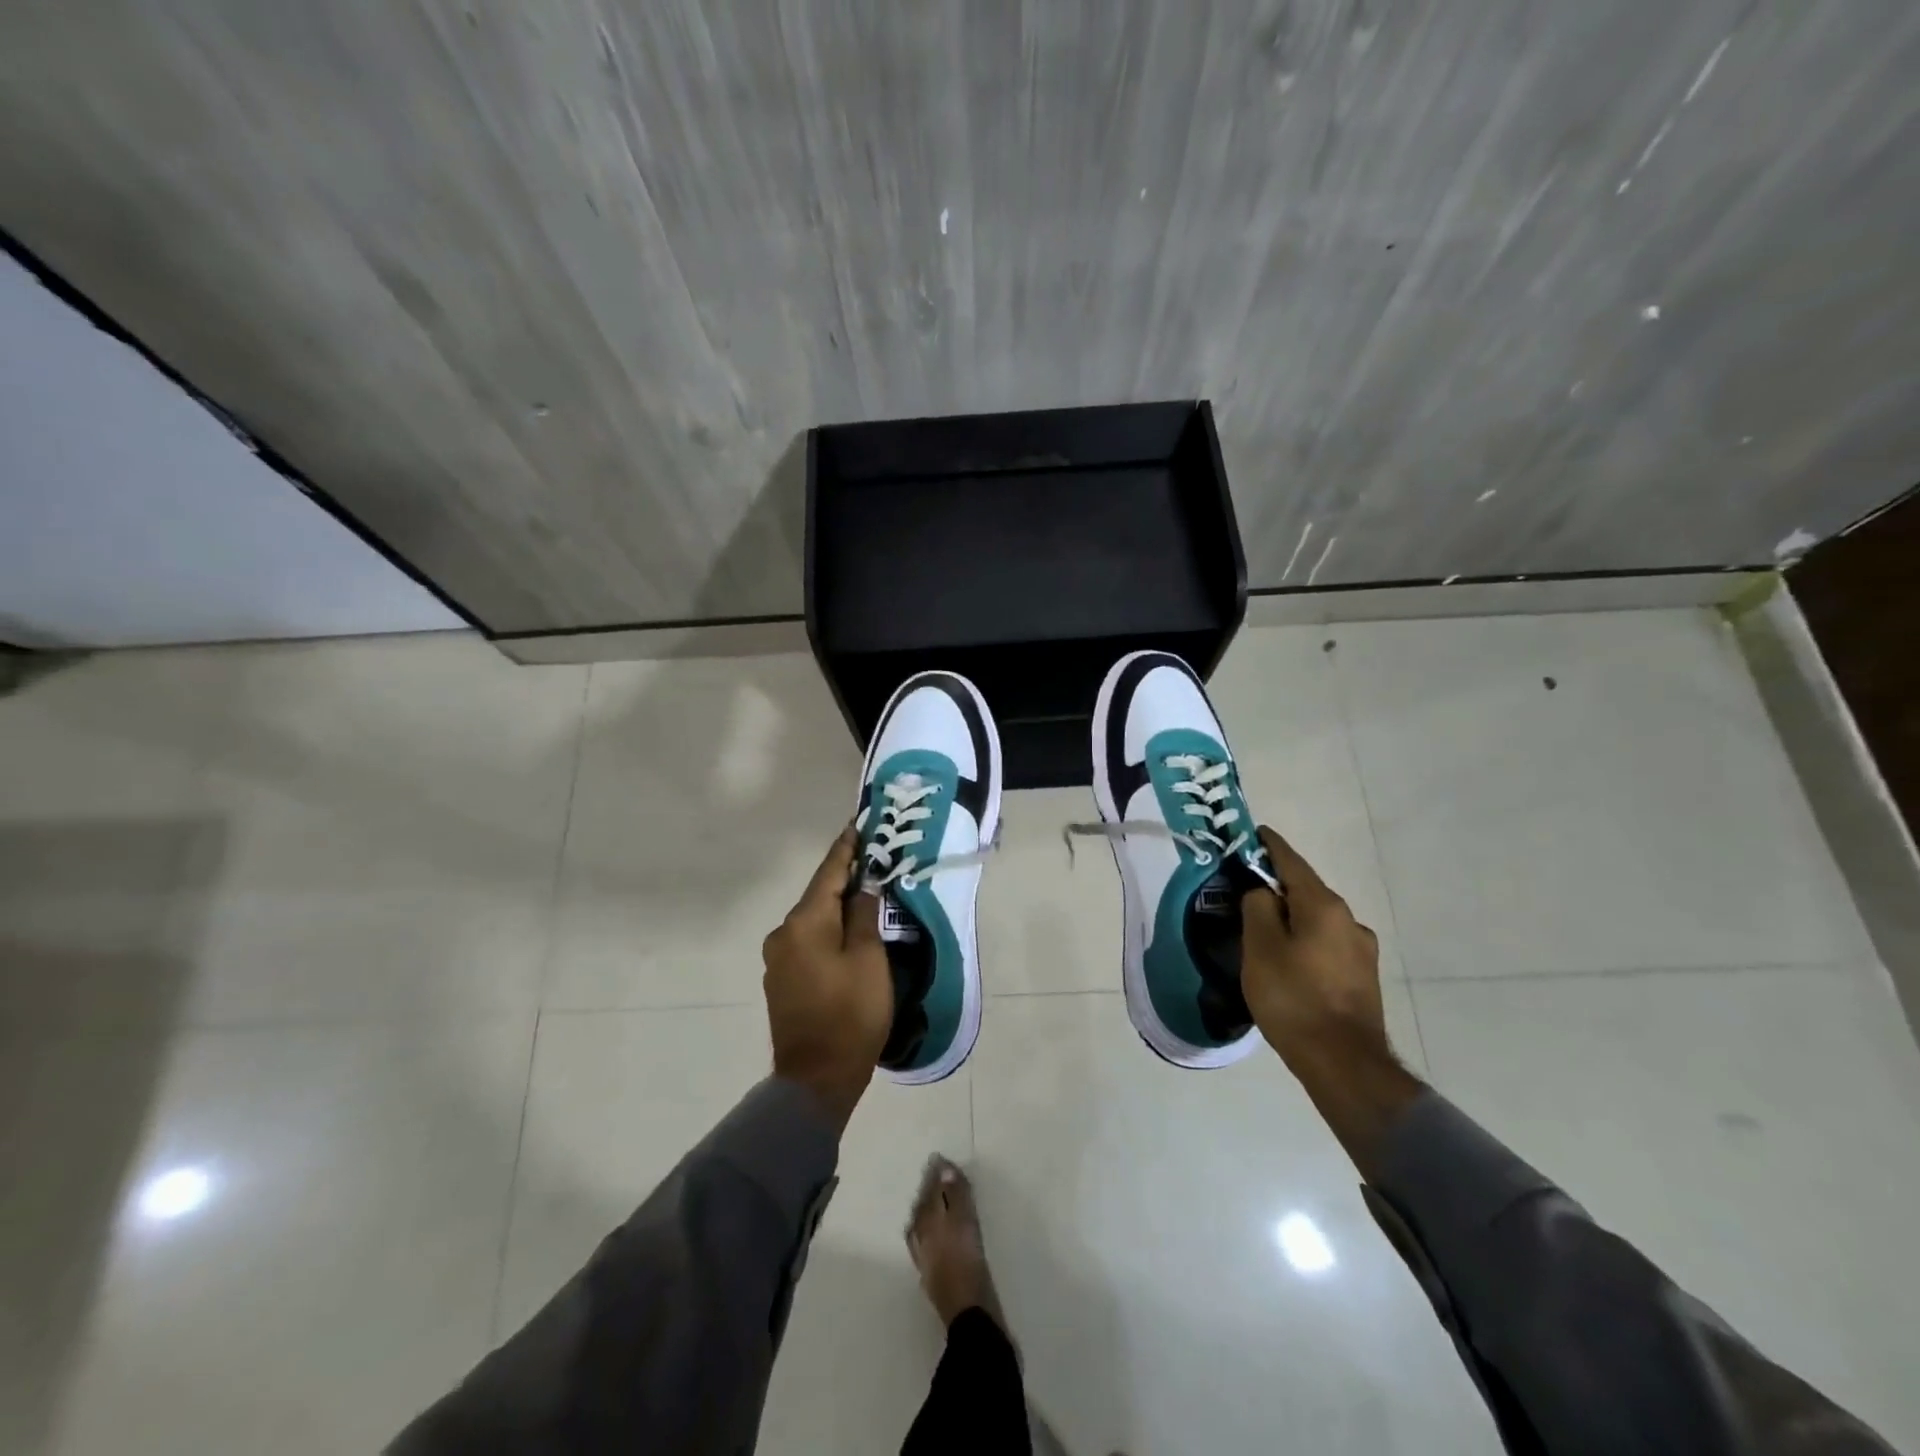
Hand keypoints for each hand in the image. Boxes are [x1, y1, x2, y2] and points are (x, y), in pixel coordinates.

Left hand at [763, 826, 892, 1131]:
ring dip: (838, 907)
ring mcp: (779, 958)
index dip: (847, 848)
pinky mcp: (783, 979)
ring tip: (867, 895)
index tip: (859, 824)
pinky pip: (808, 941)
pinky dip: (828, 931)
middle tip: (874, 859)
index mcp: (804, 922)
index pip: (829, 872)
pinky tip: (848, 933)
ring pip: (814, 920)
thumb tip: (862, 887)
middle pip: (819, 895)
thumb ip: (864, 915)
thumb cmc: (850, 1013)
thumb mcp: (868, 958)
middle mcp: (783, 933)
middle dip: (845, 877)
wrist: (816, 1078)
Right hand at [1240, 826, 1421, 1179]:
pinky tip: (1289, 959)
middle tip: (1246, 887)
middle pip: (1306, 890)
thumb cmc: (1293, 997)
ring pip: (1317, 919)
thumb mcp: (1260, 947)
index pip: (1291, 861)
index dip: (1269, 845)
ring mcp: (1361, 950)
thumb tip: (1261, 891)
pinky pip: (1326, 944)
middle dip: (1278, 885)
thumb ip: (1257, 908)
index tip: (1253, 833)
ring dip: (1293, 916)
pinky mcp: (1363, 977)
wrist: (1343, 1063)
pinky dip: (1305, 940)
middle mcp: (1349, 919)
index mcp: (1323, 906)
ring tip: (1264, 929)